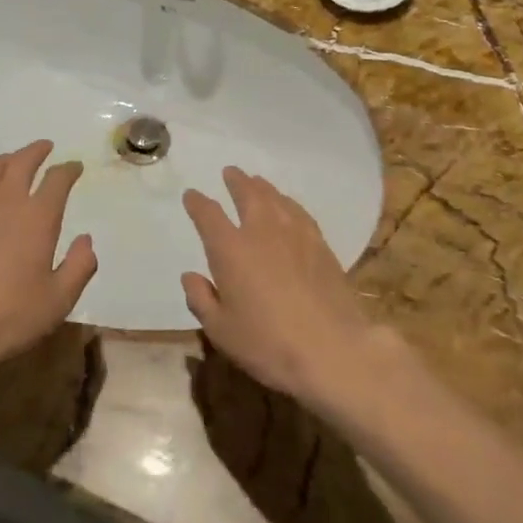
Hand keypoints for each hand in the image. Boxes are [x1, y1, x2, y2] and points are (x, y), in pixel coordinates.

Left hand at [0, 141, 96, 375]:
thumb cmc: (9, 315)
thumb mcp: (58, 300)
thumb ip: (79, 267)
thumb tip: (86, 239)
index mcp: (38, 217)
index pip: (58, 180)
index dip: (69, 169)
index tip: (75, 167)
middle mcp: (7, 201)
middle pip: (22, 161)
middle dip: (37, 151)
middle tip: (45, 147)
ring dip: (7, 159)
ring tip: (14, 161)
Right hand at [181, 167, 379, 405]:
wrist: (332, 350)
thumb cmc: (268, 343)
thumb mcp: (221, 330)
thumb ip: (201, 299)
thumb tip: (190, 276)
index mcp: (230, 249)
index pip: (208, 215)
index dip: (197, 203)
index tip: (192, 195)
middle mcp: (261, 232)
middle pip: (248, 195)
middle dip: (236, 181)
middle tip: (230, 172)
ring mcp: (295, 235)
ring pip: (276, 199)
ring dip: (263, 187)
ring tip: (257, 181)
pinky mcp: (321, 245)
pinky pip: (299, 212)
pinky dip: (288, 203)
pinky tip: (289, 206)